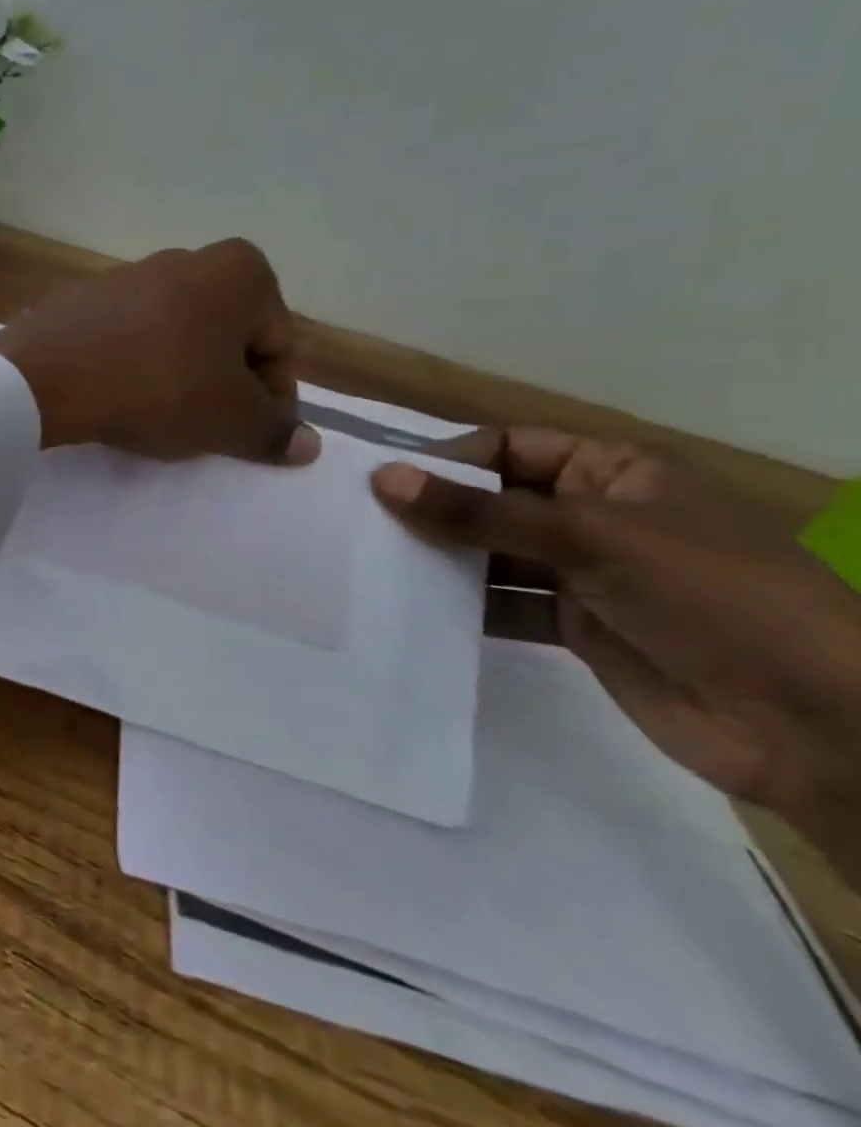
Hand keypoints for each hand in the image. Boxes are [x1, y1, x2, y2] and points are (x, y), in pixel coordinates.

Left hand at [0, 240, 319, 463]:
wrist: (47, 375)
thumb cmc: (160, 387)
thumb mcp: (231, 420)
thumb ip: (274, 432)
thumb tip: (308, 444)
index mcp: (240, 271)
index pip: (279, 345)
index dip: (273, 398)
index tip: (250, 433)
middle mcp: (185, 259)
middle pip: (226, 337)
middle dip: (225, 384)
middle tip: (206, 428)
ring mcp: (126, 275)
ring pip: (175, 337)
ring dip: (178, 376)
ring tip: (159, 417)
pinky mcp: (80, 298)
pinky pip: (126, 338)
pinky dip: (133, 366)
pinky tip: (117, 397)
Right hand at [371, 429, 860, 886]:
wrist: (820, 726)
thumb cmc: (712, 596)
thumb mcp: (590, 538)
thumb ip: (479, 511)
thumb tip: (382, 479)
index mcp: (611, 472)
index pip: (506, 446)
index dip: (445, 458)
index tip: (378, 480)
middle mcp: (593, 515)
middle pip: (492, 500)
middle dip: (433, 511)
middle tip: (358, 524)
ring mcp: (585, 573)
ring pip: (492, 554)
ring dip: (442, 561)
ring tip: (373, 566)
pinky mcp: (576, 626)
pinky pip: (503, 605)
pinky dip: (463, 608)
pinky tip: (414, 611)